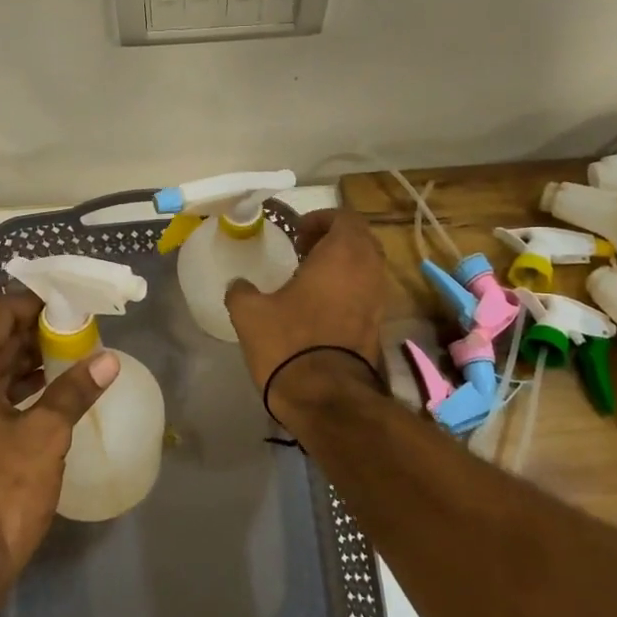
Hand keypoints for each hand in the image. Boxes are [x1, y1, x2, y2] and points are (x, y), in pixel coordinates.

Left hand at [0, 293, 117, 588]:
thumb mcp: (44, 436)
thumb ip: (74, 390)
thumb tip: (108, 360)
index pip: (0, 315)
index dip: (39, 305)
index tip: (76, 305)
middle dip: (39, 332)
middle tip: (84, 330)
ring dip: (30, 361)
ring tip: (76, 355)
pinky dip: (17, 388)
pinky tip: (53, 390)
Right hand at [225, 208, 388, 426]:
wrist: (326, 398)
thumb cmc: (288, 343)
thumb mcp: (250, 312)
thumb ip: (241, 291)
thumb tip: (238, 285)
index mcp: (342, 254)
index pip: (345, 218)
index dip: (321, 219)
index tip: (296, 233)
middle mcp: (368, 271)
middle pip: (361, 240)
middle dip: (334, 239)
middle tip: (304, 250)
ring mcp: (378, 300)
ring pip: (367, 267)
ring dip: (343, 265)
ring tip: (310, 278)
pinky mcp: (378, 326)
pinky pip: (367, 292)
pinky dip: (349, 289)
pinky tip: (321, 306)